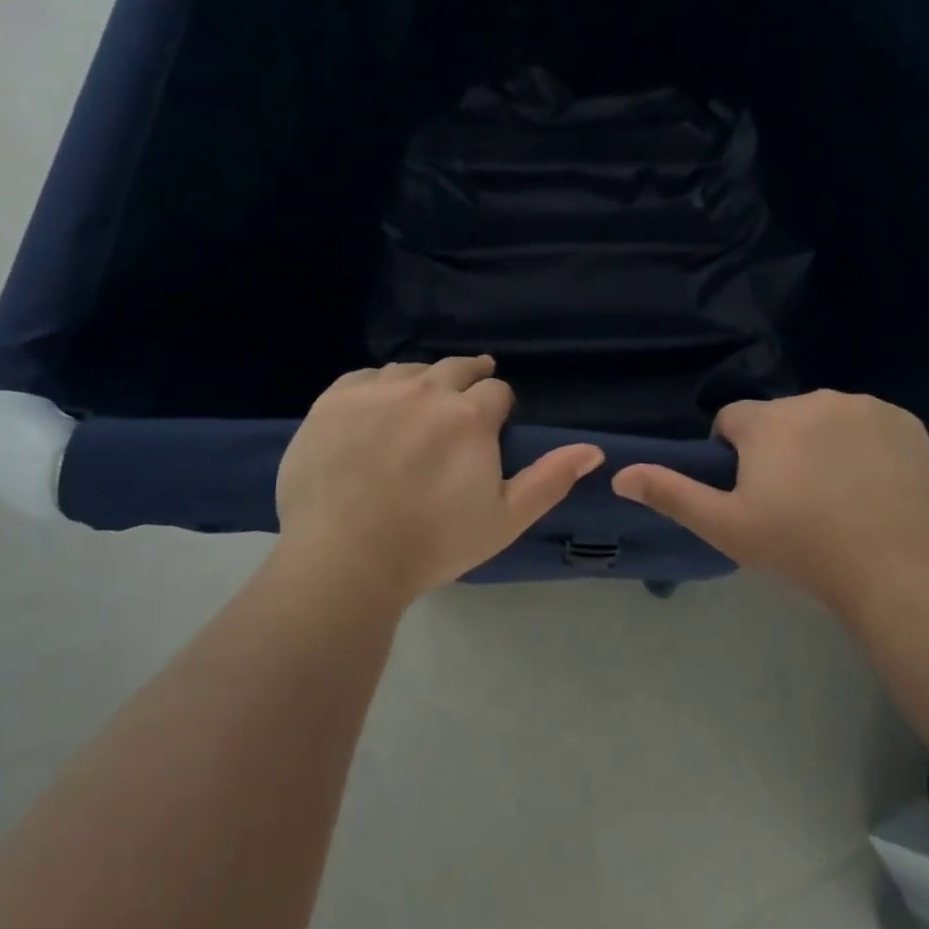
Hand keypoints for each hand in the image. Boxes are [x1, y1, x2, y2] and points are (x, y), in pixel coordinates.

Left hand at [275, 357, 604, 604]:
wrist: (343, 560)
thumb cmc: (432, 544)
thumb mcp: (504, 519)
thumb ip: (550, 479)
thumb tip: (594, 450)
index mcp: (470, 416)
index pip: (496, 390)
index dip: (499, 407)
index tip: (492, 428)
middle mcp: (426, 390)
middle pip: (457, 367)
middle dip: (468, 380)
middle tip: (464, 402)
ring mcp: (376, 391)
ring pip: (411, 370)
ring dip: (423, 383)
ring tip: (420, 406)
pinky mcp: (334, 400)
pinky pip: (366, 377)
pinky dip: (379, 387)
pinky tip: (378, 408)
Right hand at [611, 390, 928, 617]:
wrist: (899, 572)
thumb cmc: (803, 549)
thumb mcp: (727, 528)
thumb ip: (672, 494)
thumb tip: (619, 474)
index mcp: (767, 421)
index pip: (733, 420)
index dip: (735, 455)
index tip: (755, 494)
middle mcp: (812, 399)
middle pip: (780, 418)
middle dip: (779, 448)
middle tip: (797, 501)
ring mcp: (864, 406)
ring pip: (824, 418)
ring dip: (821, 443)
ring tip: (838, 495)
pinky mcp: (904, 420)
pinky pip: (869, 423)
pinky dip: (864, 445)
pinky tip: (874, 485)